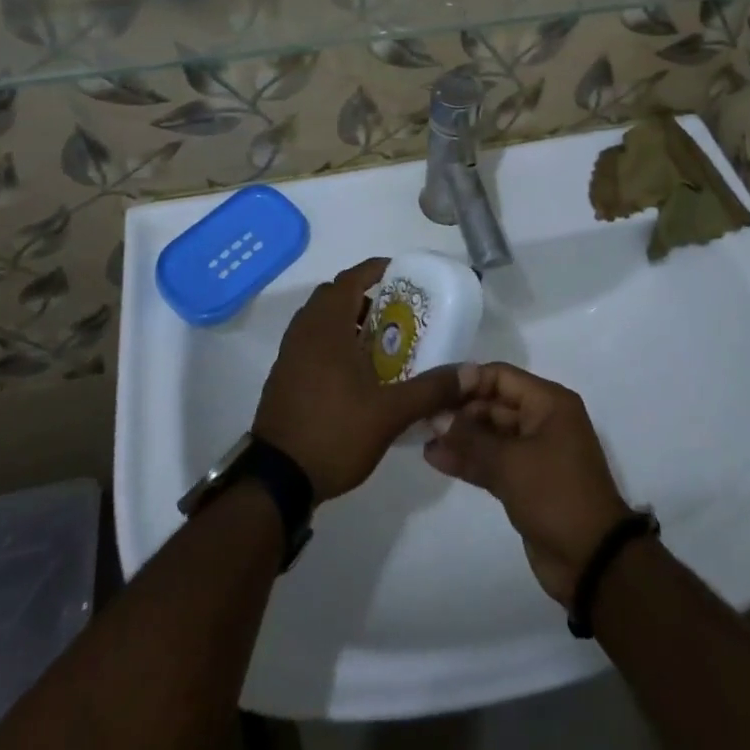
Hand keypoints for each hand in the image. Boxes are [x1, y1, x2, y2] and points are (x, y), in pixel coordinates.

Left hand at [253, 258, 473, 502]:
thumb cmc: (334, 432)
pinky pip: (310, 342)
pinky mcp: (283, 377)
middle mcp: (305, 332)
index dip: (375, 270)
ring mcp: (289, 355)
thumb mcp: (391, 413)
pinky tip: (355, 372)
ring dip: (347, 319)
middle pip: (334, 296)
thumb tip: (472, 372)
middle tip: (394, 311)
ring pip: (320, 320)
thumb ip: (432, 389)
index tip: (401, 274)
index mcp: (327, 327)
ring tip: (379, 341)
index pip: (350, 279)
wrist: (277, 480)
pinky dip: (332, 341)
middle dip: (363, 295)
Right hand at [423, 363, 636, 605]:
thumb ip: (471, 439)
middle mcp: (542, 420)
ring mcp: (534, 452)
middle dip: (460, 411)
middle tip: (422, 418)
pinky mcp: (525, 481)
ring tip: (423, 439)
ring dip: (460, 437)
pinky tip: (437, 459)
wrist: (592, 561)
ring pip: (491, 435)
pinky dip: (469, 460)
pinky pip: (493, 461)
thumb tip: (436, 418)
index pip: (501, 377)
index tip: (433, 390)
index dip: (467, 381)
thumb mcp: (510, 463)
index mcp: (549, 403)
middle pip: (494, 404)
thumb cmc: (555, 495)